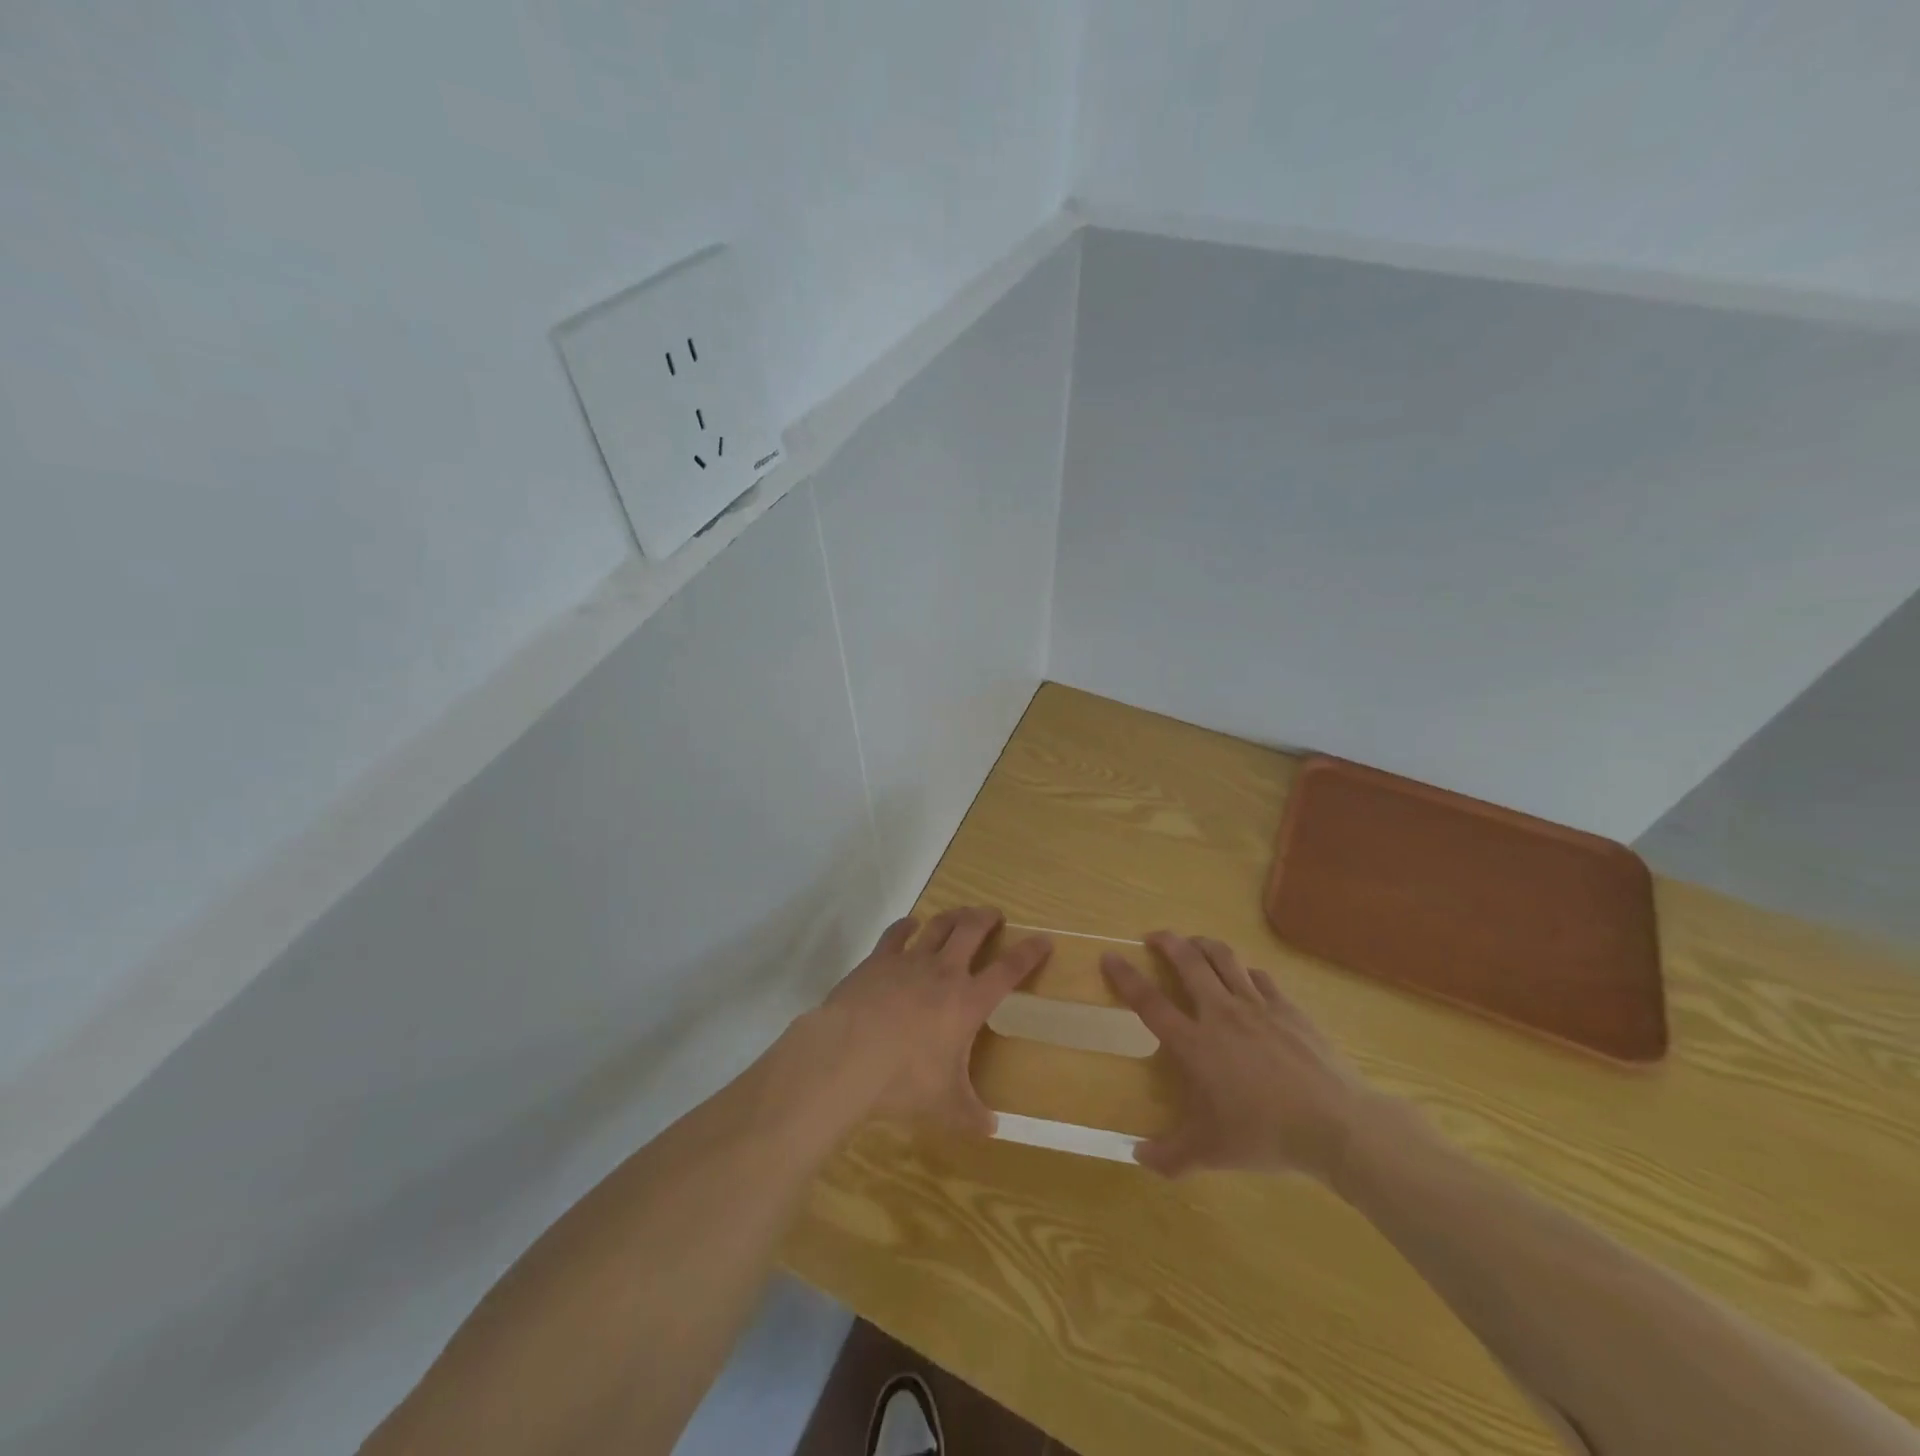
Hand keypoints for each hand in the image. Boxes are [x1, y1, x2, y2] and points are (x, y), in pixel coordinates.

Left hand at [814, 907, 1050, 1134]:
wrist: (847, 1055)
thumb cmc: (904, 1080)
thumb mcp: (945, 1106)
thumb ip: (971, 1116)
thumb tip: (992, 1131)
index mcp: (968, 1001)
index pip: (1008, 970)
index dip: (1029, 953)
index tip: (1044, 939)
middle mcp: (943, 972)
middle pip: (972, 931)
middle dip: (987, 918)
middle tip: (995, 914)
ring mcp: (909, 961)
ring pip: (938, 925)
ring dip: (953, 916)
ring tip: (961, 913)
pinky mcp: (878, 960)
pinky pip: (896, 933)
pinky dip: (907, 925)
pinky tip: (910, 924)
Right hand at [1102, 931, 1370, 1180]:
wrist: (1334, 1123)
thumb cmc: (1265, 1135)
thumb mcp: (1211, 1152)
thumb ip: (1170, 1155)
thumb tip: (1138, 1158)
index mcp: (1195, 1043)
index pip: (1149, 1002)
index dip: (1125, 977)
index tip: (1109, 956)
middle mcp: (1221, 1013)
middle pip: (1188, 962)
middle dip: (1167, 942)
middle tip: (1154, 936)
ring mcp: (1257, 1005)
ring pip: (1224, 958)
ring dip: (1203, 945)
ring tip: (1194, 943)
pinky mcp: (1288, 1008)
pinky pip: (1260, 977)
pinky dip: (1245, 971)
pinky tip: (1245, 977)